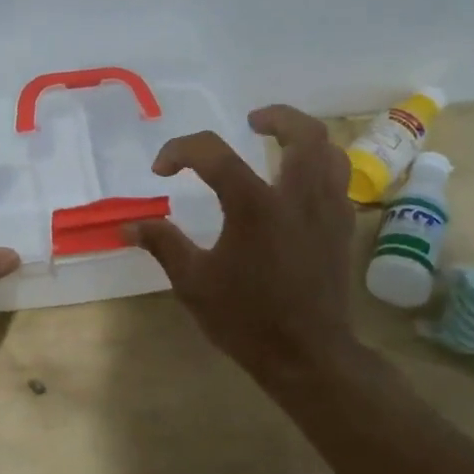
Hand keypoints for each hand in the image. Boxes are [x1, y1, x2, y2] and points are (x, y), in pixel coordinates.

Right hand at [130, 105, 357, 387]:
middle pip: (302, 132)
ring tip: (280, 144)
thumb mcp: (193, 282)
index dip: (180, 151)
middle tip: (252, 121)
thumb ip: (163, 244)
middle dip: (276, 117)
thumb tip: (129, 226)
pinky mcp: (344, 228)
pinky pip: (339, 180)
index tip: (162, 170)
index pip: (213, 154)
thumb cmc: (247, 319)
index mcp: (255, 206)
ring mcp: (328, 210)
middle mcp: (297, 196)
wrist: (308, 356)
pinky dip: (319, 167)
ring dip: (304, 138)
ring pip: (330, 151)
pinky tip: (298, 186)